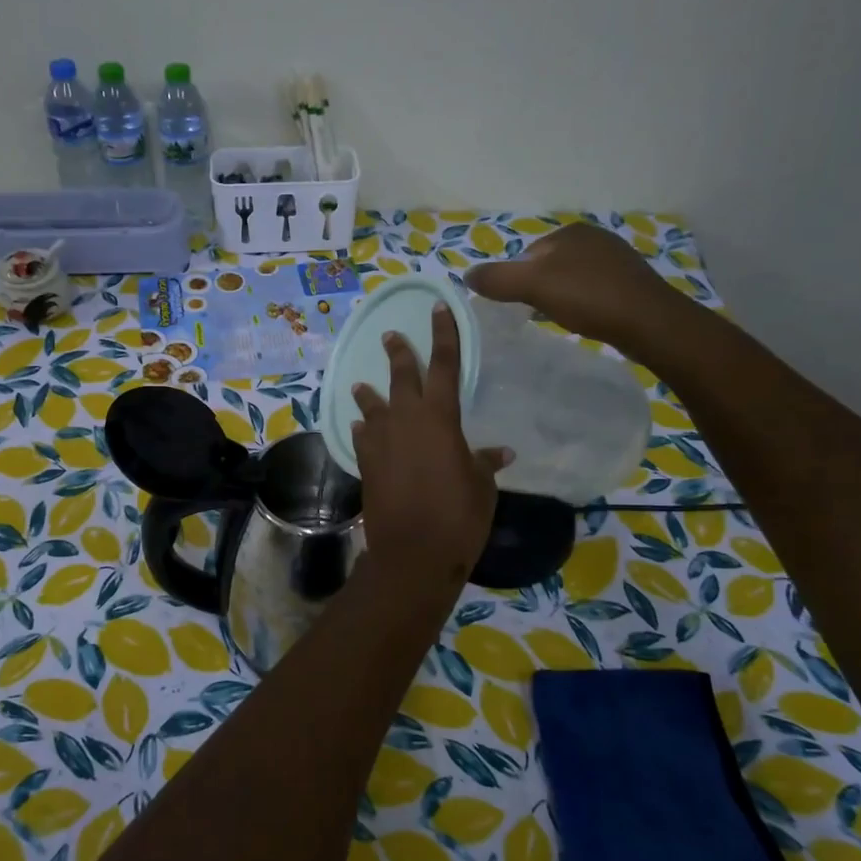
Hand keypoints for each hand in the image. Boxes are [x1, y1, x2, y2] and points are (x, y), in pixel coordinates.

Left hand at [351, 301, 508, 585]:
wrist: (413, 552)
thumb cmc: (458, 515)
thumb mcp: (481, 486)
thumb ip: (484, 462)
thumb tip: (499, 451)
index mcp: (439, 417)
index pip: (444, 364)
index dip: (443, 334)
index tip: (438, 308)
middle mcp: (405, 420)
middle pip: (401, 377)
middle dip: (398, 354)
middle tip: (391, 336)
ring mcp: (380, 441)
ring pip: (373, 406)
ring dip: (370, 394)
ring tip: (362, 385)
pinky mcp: (366, 463)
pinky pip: (363, 436)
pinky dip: (364, 429)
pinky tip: (361, 428)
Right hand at [465, 222, 690, 356]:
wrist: (649, 323)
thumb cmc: (588, 298)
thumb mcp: (532, 286)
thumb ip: (496, 278)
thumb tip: (466, 275)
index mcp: (571, 231)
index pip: (527, 253)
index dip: (516, 279)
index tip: (516, 304)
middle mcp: (595, 238)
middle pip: (548, 266)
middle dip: (537, 288)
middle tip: (534, 314)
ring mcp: (616, 260)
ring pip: (571, 279)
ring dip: (559, 298)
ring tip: (558, 319)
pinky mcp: (631, 284)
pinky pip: (592, 291)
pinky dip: (581, 304)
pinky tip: (583, 321)